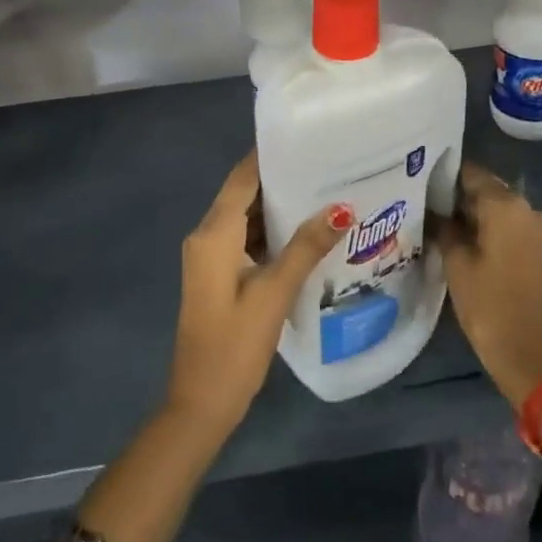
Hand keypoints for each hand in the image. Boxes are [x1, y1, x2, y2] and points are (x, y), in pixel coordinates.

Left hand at [166, 153, 350, 446]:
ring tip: (323, 190)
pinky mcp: (218, 275)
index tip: (305, 138)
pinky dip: (271, 231)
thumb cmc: (234, 345)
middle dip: (281, 178)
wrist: (200, 403)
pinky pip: (245, 238)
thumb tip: (341, 208)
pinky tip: (305, 232)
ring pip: (245, 217)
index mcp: (214, 233)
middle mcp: (207, 236)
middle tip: (326, 164)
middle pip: (243, 194)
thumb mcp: (274, 293)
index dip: (269, 155)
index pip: (242, 178)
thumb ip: (306, 247)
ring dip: (278, 206)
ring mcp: (210, 257)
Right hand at [439, 163, 541, 409]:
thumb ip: (445, 228)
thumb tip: (436, 211)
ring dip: (478, 215)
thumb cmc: (489, 306)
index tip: (424, 182)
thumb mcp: (456, 265)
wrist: (533, 356)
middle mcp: (530, 208)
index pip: (472, 174)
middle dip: (461, 197)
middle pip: (490, 190)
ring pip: (503, 210)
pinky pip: (516, 227)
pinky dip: (495, 230)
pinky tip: (472, 243)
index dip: (446, 176)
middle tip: (430, 207)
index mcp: (507, 205)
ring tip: (447, 227)